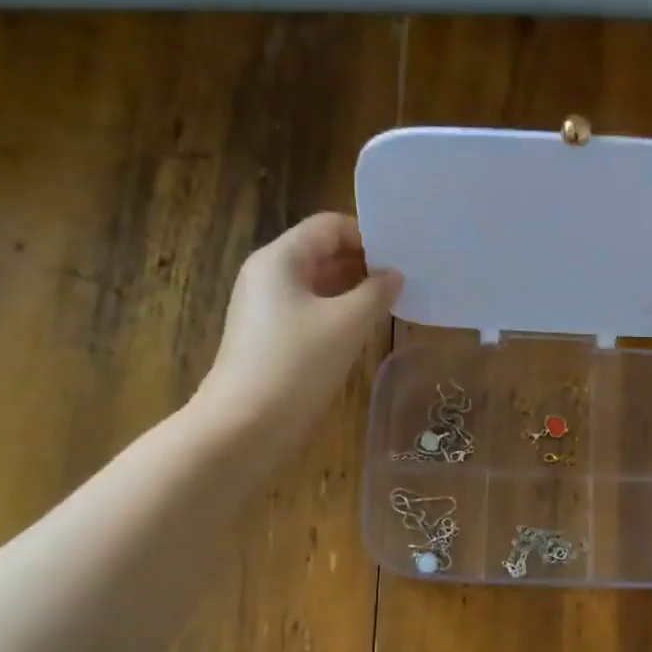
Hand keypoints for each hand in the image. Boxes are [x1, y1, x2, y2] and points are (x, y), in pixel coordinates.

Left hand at [199, 213, 401, 441]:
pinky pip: (311, 311)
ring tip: (393, 302)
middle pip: (322, 252)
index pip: (329, 226)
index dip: (368, 235)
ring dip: (354, 290)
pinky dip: (339, 313)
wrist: (245, 425)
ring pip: (318, 284)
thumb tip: (393, 276)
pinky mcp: (271, 338)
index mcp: (280, 259)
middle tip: (407, 279)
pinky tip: (365, 328)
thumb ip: (376, 292)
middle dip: (364, 263)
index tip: (404, 256)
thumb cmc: (297, 364)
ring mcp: (267, 308)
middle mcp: (269, 275)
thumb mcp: (347, 324)